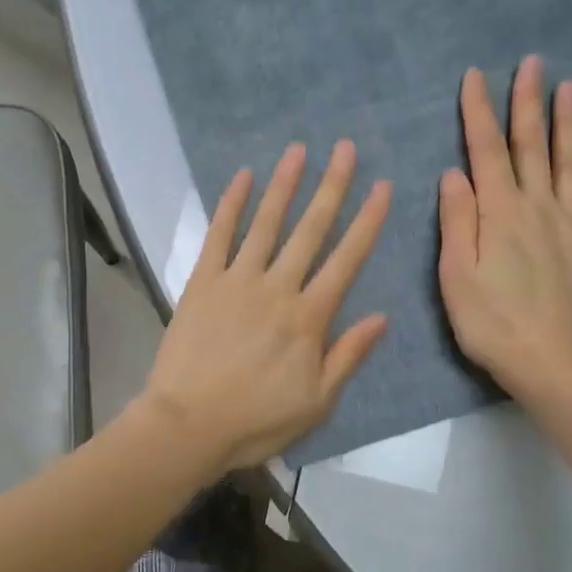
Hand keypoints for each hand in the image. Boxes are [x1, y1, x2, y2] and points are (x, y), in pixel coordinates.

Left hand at [137, 140, 391, 476]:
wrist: (188, 424)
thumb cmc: (256, 420)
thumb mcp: (317, 402)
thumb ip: (348, 355)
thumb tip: (381, 317)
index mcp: (310, 318)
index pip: (347, 260)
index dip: (368, 222)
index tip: (383, 186)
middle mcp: (278, 288)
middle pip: (311, 230)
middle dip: (332, 187)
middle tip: (345, 148)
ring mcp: (237, 281)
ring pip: (266, 224)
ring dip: (284, 185)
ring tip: (298, 150)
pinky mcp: (202, 283)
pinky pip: (218, 236)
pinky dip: (231, 205)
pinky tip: (242, 177)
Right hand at [438, 56, 571, 409]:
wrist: (554, 363)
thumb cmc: (492, 324)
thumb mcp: (456, 277)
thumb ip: (457, 222)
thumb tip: (454, 174)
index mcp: (499, 214)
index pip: (484, 152)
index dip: (478, 112)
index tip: (475, 76)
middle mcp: (539, 207)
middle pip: (531, 146)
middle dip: (527, 102)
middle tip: (531, 63)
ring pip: (570, 161)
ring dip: (567, 122)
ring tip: (567, 86)